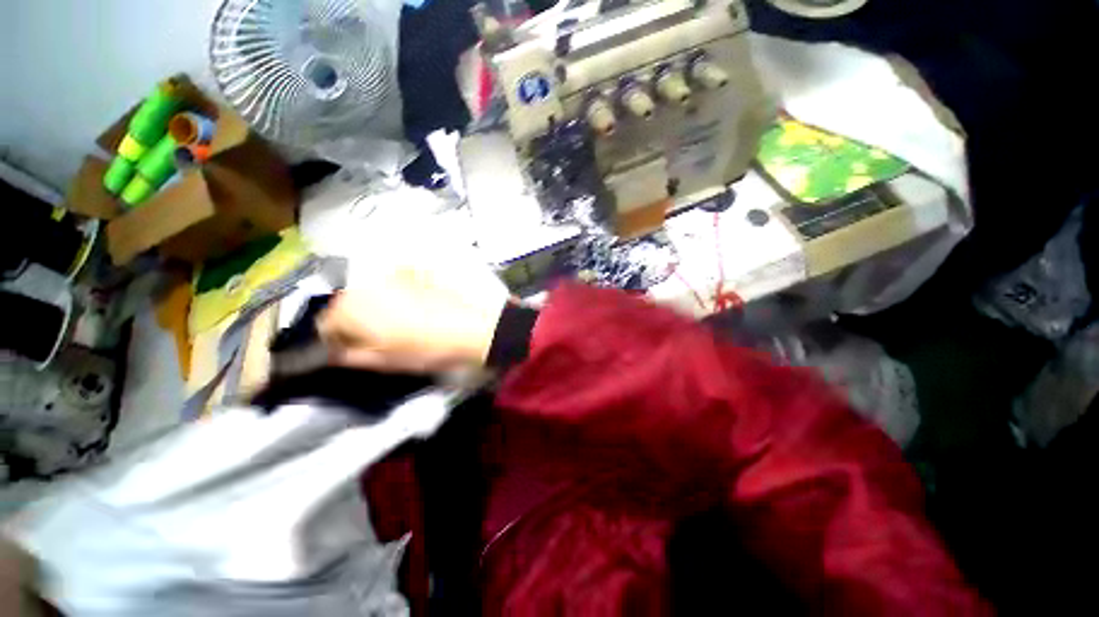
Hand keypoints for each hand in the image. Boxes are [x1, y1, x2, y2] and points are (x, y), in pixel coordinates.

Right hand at [317, 258, 509, 373]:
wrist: (469, 328)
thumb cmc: (424, 348)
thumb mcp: (381, 361)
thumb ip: (348, 356)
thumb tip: (333, 352)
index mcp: (349, 309)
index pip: (324, 324)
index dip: (336, 340)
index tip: (350, 350)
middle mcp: (364, 284)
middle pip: (345, 304)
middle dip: (354, 321)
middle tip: (375, 338)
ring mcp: (390, 274)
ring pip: (369, 292)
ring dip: (374, 306)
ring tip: (398, 323)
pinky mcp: (413, 271)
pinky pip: (392, 283)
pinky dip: (394, 293)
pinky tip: (413, 307)